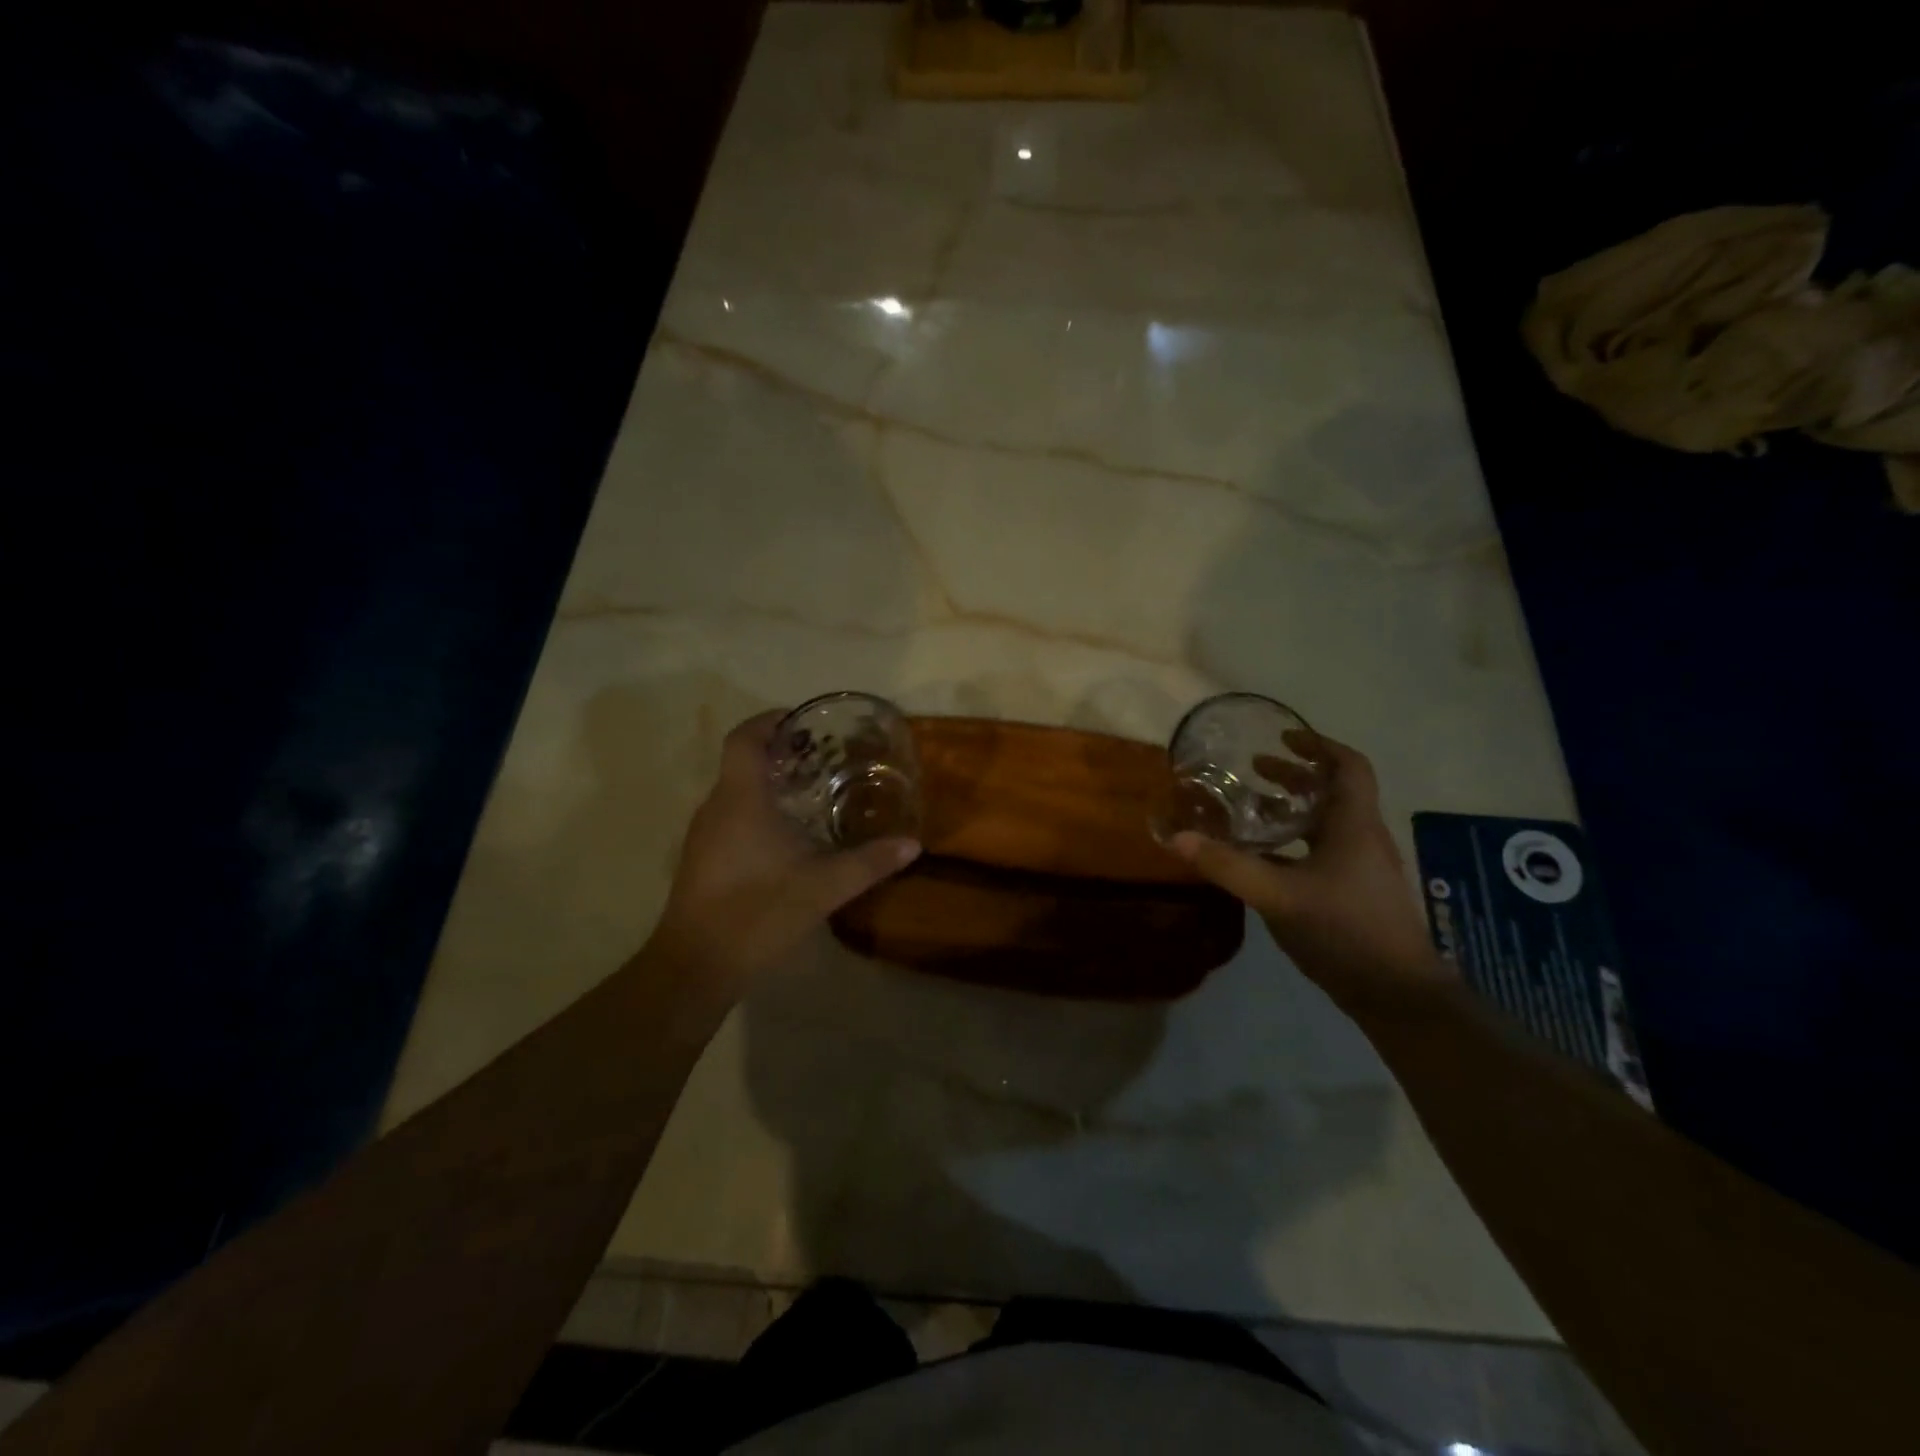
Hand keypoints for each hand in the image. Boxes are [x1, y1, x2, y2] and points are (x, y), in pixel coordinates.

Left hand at [651, 710, 920, 990]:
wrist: (696, 966)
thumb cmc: (757, 913)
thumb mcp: (823, 888)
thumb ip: (869, 862)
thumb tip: (913, 844)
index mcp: (741, 799)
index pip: (744, 738)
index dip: (770, 721)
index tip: (804, 723)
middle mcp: (717, 807)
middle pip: (742, 761)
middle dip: (780, 753)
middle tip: (824, 758)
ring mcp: (704, 834)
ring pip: (736, 790)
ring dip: (769, 783)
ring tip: (813, 792)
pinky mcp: (702, 858)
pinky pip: (731, 815)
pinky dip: (758, 809)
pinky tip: (788, 836)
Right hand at [1170, 730, 1453, 1015]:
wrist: (1396, 993)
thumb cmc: (1344, 929)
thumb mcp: (1277, 894)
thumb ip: (1227, 865)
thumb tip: (1177, 837)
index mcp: (1354, 825)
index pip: (1349, 766)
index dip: (1319, 745)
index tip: (1283, 737)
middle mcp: (1363, 838)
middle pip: (1334, 791)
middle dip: (1296, 775)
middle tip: (1255, 770)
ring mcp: (1362, 867)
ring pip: (1328, 822)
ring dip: (1294, 808)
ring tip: (1255, 808)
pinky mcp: (1355, 892)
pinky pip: (1323, 850)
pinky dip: (1294, 841)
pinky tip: (1265, 859)